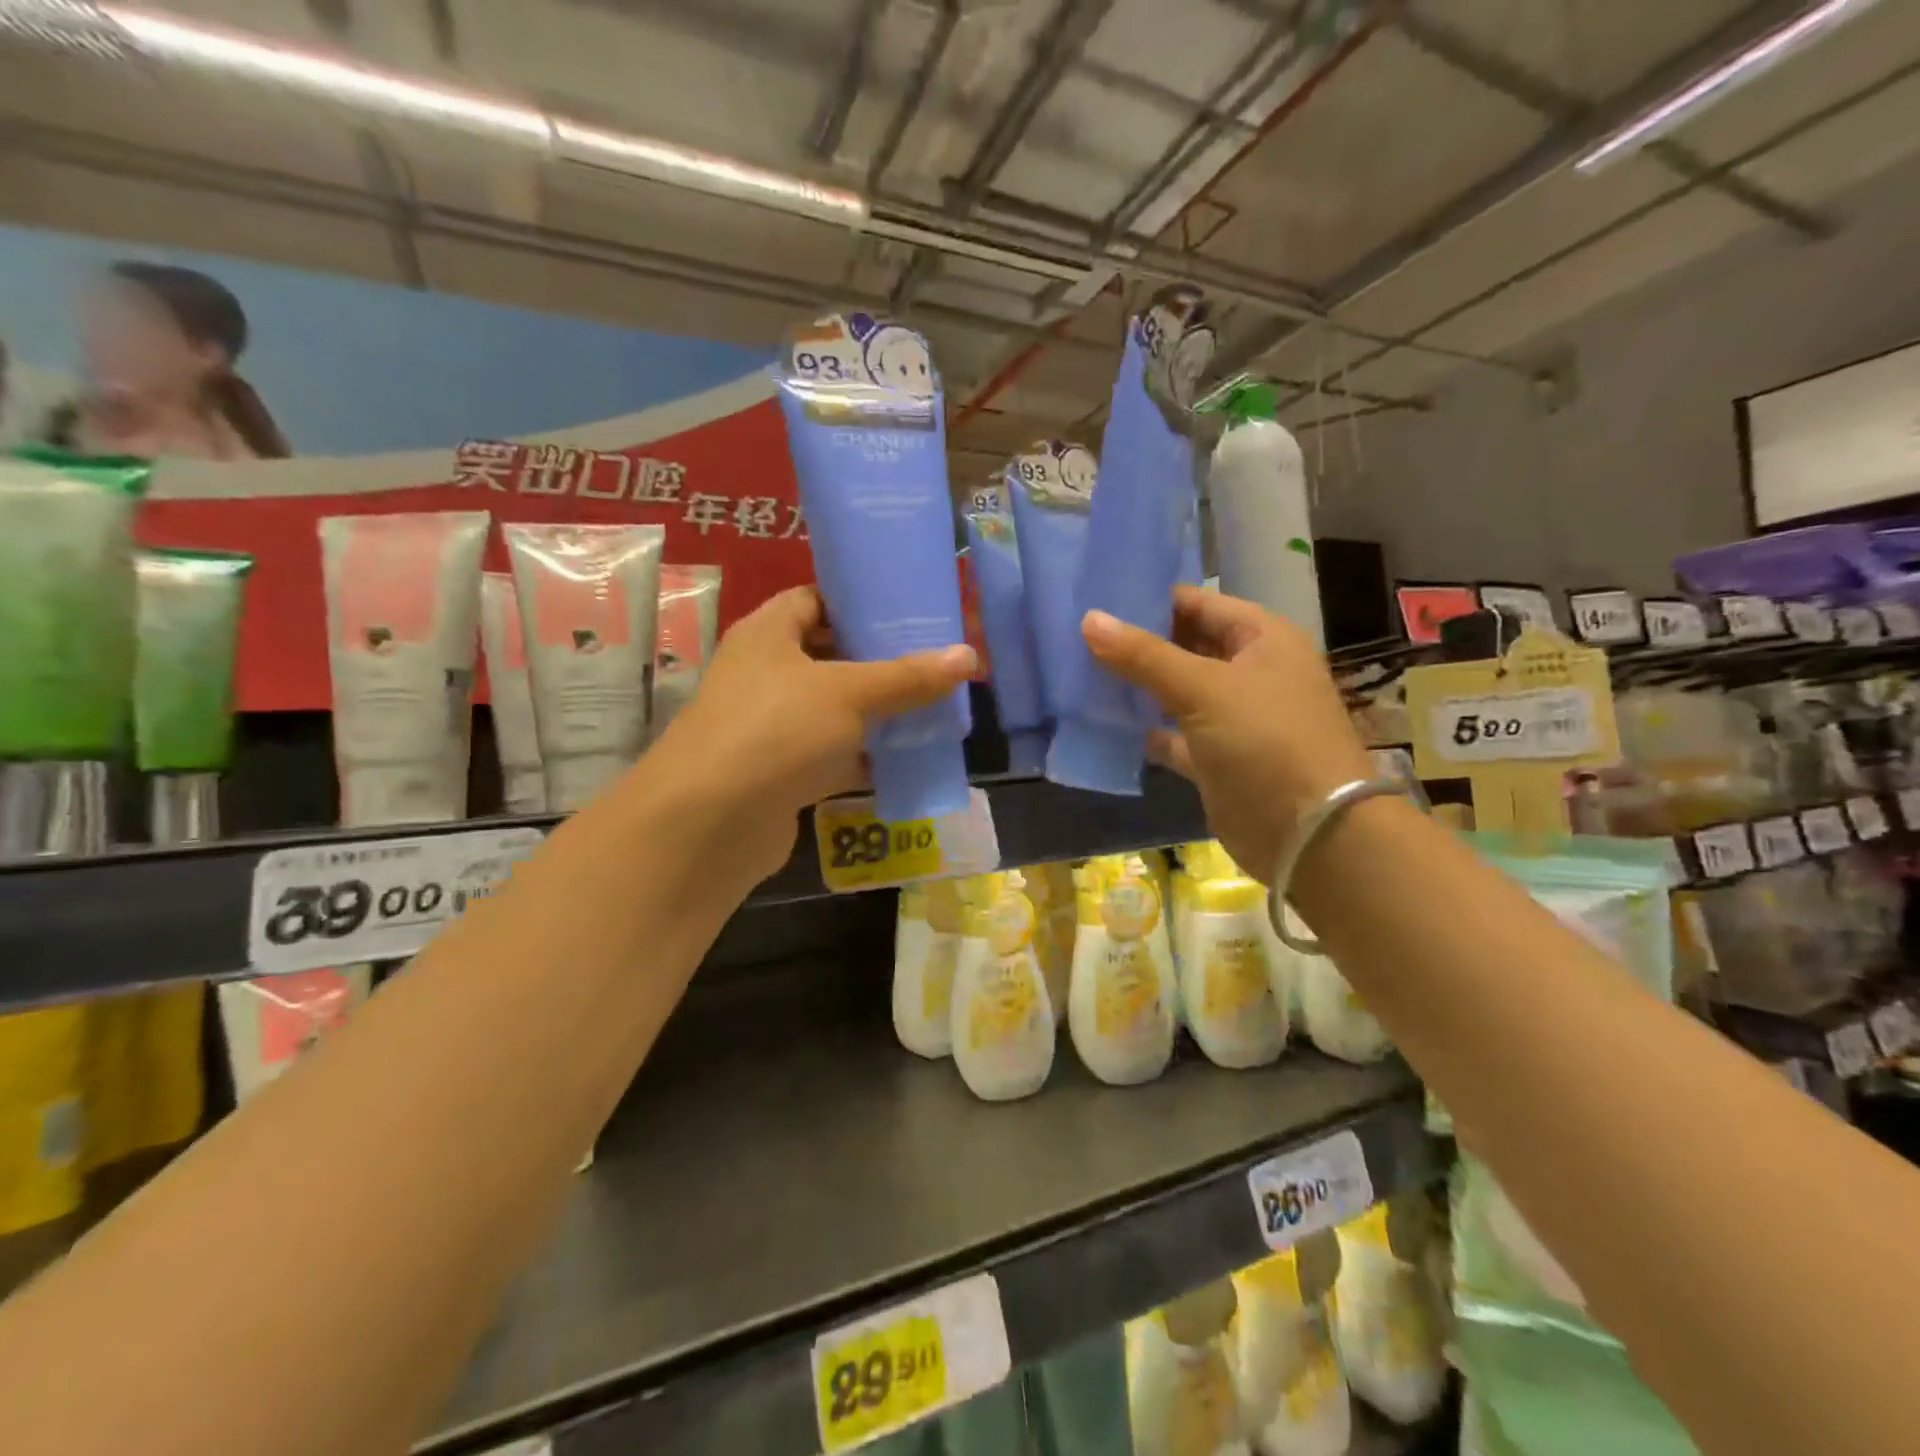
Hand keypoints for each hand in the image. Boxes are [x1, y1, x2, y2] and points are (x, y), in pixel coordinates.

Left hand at [649, 587, 975, 884]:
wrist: (710, 825)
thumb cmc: (776, 731)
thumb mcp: (848, 694)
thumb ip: (907, 678)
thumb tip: (968, 656)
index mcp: (767, 634)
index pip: (813, 600)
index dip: (857, 602)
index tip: (907, 612)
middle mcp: (763, 674)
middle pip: (828, 656)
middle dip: (878, 662)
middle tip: (932, 662)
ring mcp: (769, 726)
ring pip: (833, 709)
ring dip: (876, 712)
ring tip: (933, 707)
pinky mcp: (779, 772)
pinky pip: (831, 753)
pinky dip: (864, 757)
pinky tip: (907, 759)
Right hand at [1081, 586, 1372, 881]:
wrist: (1310, 835)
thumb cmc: (1265, 741)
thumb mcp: (1202, 689)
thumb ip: (1144, 656)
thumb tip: (1089, 619)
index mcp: (1261, 638)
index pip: (1197, 604)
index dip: (1149, 601)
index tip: (1095, 601)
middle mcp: (1250, 672)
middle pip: (1185, 647)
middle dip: (1137, 645)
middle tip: (1077, 638)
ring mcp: (1235, 718)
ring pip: (1177, 692)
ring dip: (1138, 688)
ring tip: (1080, 675)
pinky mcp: (1218, 759)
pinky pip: (1176, 736)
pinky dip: (1148, 731)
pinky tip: (1106, 725)